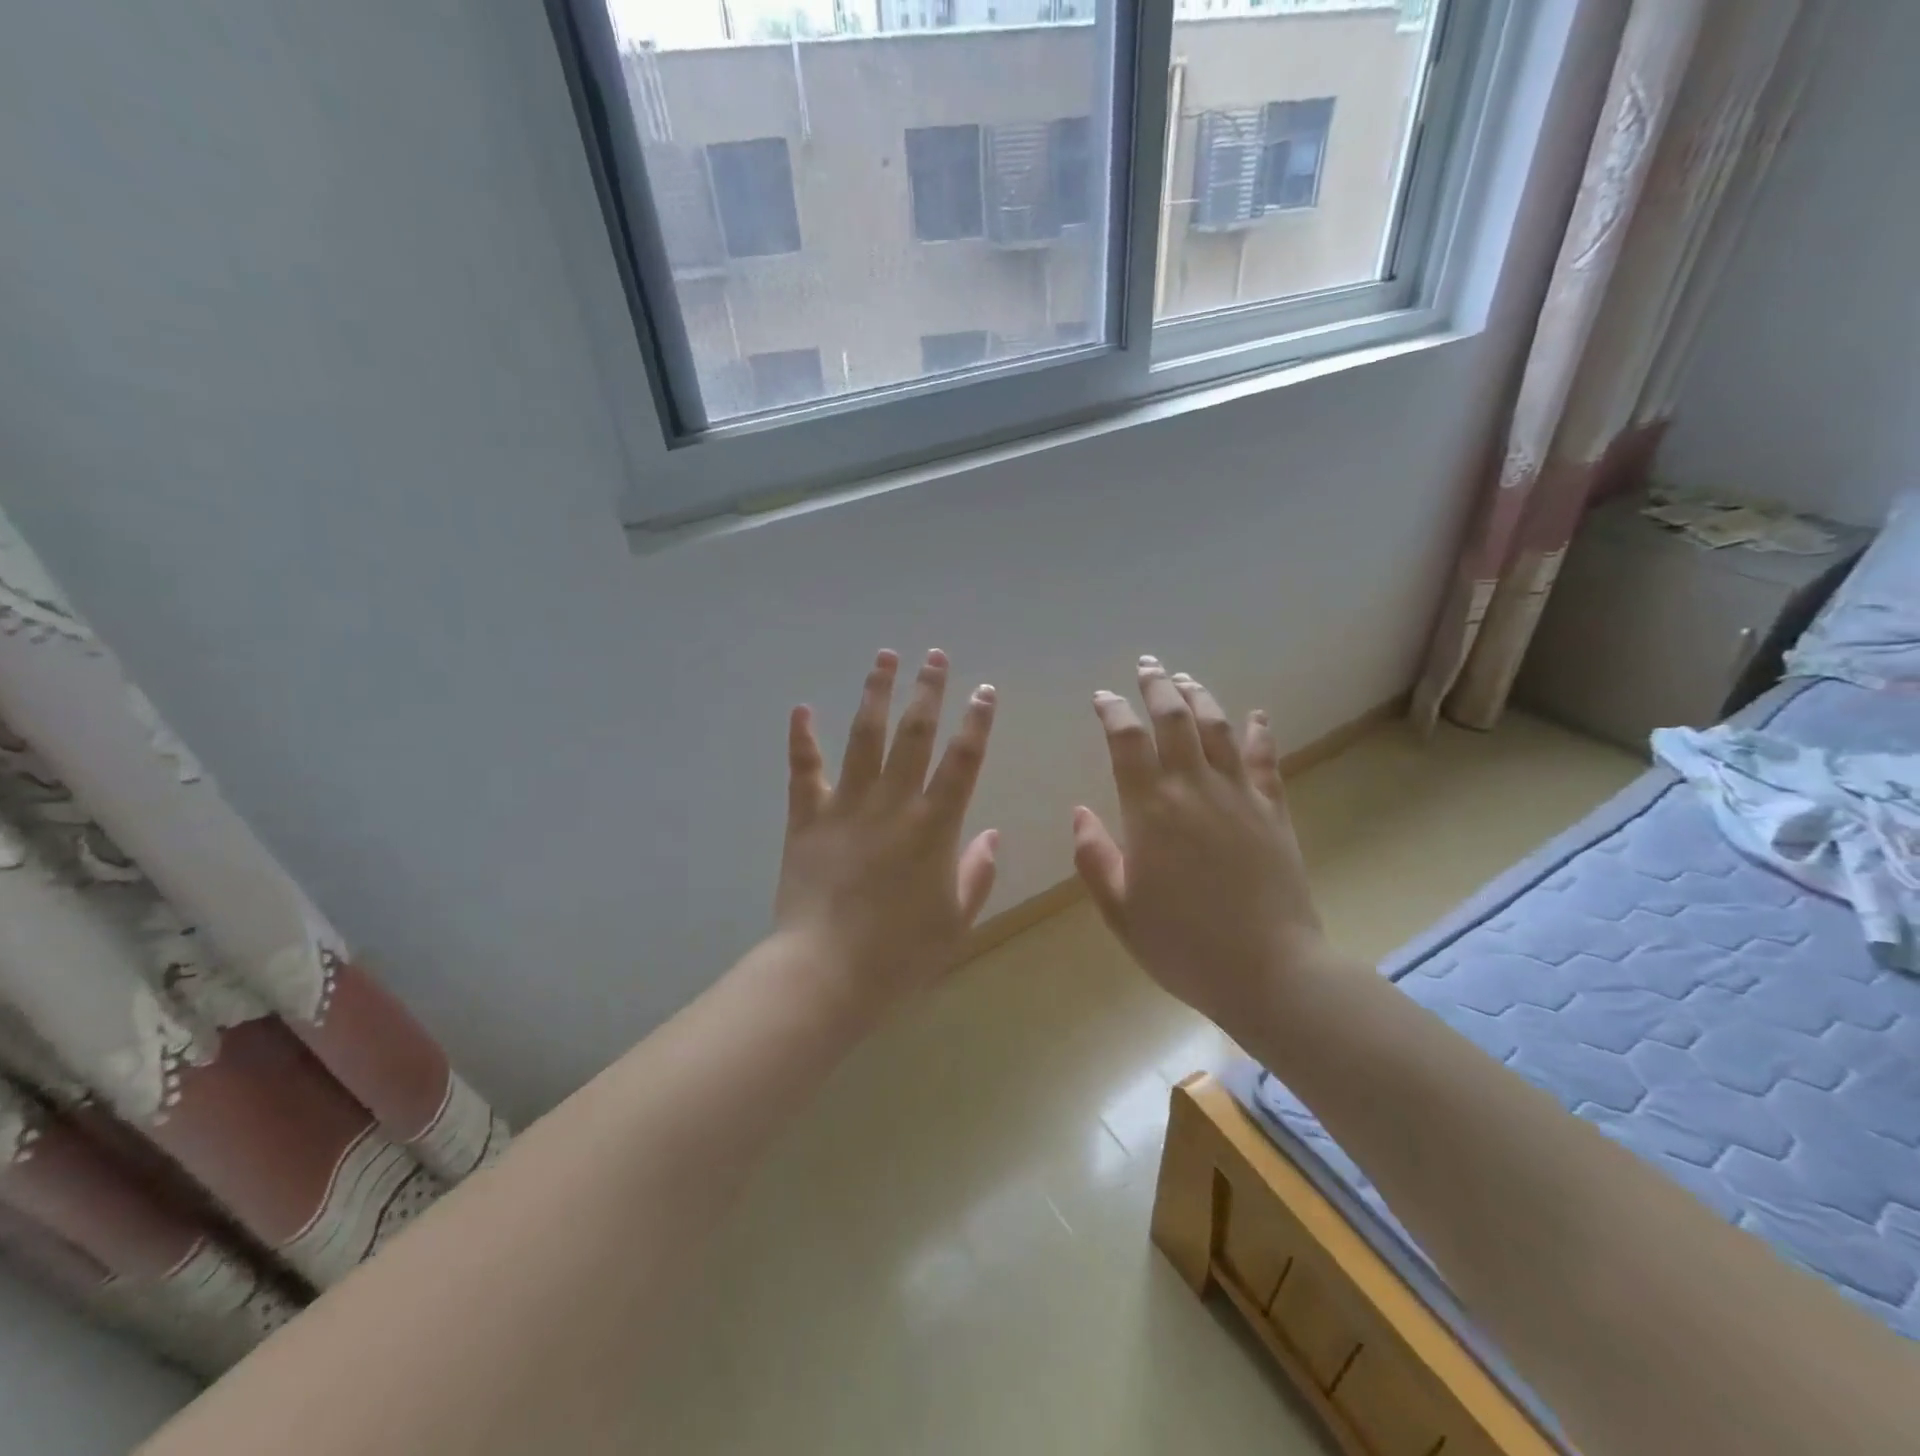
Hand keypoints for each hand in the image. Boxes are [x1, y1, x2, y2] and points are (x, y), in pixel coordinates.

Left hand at [775, 649, 999, 1018]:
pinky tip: (802, 707)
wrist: (827, 973)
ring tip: (884, 657)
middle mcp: (893, 803)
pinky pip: (804, 770)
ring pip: (864, 737)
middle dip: (928, 690)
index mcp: (934, 826)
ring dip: (876, 694)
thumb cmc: (900, 953)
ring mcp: (846, 806)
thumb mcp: (957, 920)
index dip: (977, 722)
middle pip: (914, 734)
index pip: (963, 761)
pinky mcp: (807, 818)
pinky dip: (802, 738)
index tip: (985, 690)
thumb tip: (993, 834)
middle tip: (936, 655)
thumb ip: (978, 873)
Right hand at [1072, 656, 1329, 1029]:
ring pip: (1218, 729)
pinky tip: (1257, 715)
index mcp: (1151, 810)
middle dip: (1158, 687)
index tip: (1103, 697)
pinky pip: (1264, 761)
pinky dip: (1259, 733)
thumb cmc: (1183, 945)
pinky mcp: (1273, 812)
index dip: (1113, 711)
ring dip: (1199, 697)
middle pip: (1175, 719)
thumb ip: (1094, 857)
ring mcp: (1239, 797)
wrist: (1269, 972)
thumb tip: (1079, 812)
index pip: (1127, 741)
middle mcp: (1194, 789)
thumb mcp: (1120, 909)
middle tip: (1147, 666)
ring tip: (1186, 679)